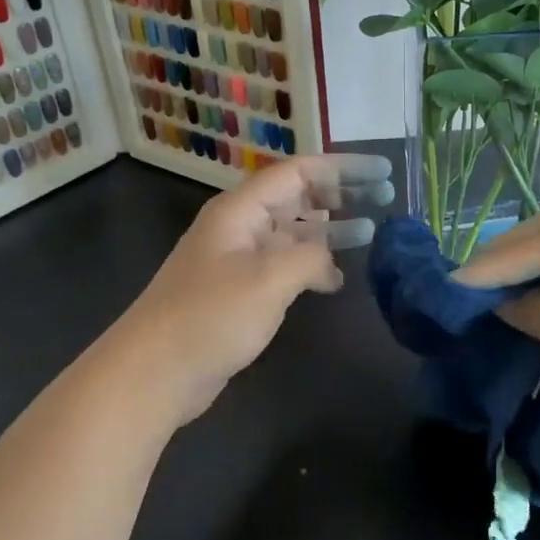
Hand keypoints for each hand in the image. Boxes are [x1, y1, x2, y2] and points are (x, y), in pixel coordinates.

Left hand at [111, 154, 394, 428]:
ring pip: (292, 232)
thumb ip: (311, 257)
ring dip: (329, 230)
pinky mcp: (238, 291)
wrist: (154, 371)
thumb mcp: (270, 278)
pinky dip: (311, 266)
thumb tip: (329, 262)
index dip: (344, 168)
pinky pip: (283, 265)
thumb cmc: (211, 316)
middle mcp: (240, 226)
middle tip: (385, 198)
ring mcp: (238, 259)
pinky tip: (336, 280)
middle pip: (297, 197)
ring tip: (370, 233)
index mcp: (241, 209)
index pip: (300, 171)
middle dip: (341, 195)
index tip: (383, 171)